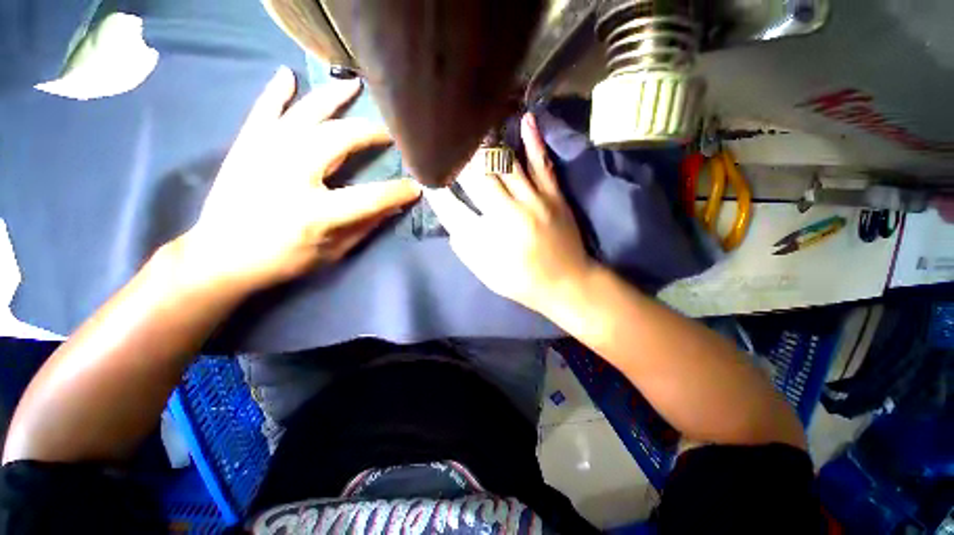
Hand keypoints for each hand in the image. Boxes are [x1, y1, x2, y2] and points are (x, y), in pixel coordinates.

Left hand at [176, 67, 419, 292]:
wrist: (220, 256)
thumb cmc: (282, 259)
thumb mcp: (333, 252)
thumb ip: (365, 226)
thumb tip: (394, 206)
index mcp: (316, 212)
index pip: (371, 197)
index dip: (398, 191)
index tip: (416, 186)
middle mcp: (291, 174)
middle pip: (339, 140)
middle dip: (370, 133)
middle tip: (388, 133)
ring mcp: (264, 154)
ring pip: (305, 115)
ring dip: (332, 98)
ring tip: (353, 84)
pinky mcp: (246, 147)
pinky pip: (264, 111)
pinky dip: (277, 92)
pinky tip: (288, 76)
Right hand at [426, 113, 593, 313]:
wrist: (566, 283)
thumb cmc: (522, 282)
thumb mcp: (486, 274)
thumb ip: (465, 248)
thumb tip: (452, 221)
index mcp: (488, 239)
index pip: (451, 209)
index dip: (435, 192)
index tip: (425, 178)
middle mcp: (508, 215)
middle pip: (475, 178)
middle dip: (456, 159)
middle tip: (444, 143)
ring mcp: (534, 201)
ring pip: (505, 164)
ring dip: (485, 144)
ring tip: (471, 126)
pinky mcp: (554, 196)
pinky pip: (541, 164)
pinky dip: (532, 141)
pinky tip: (524, 119)